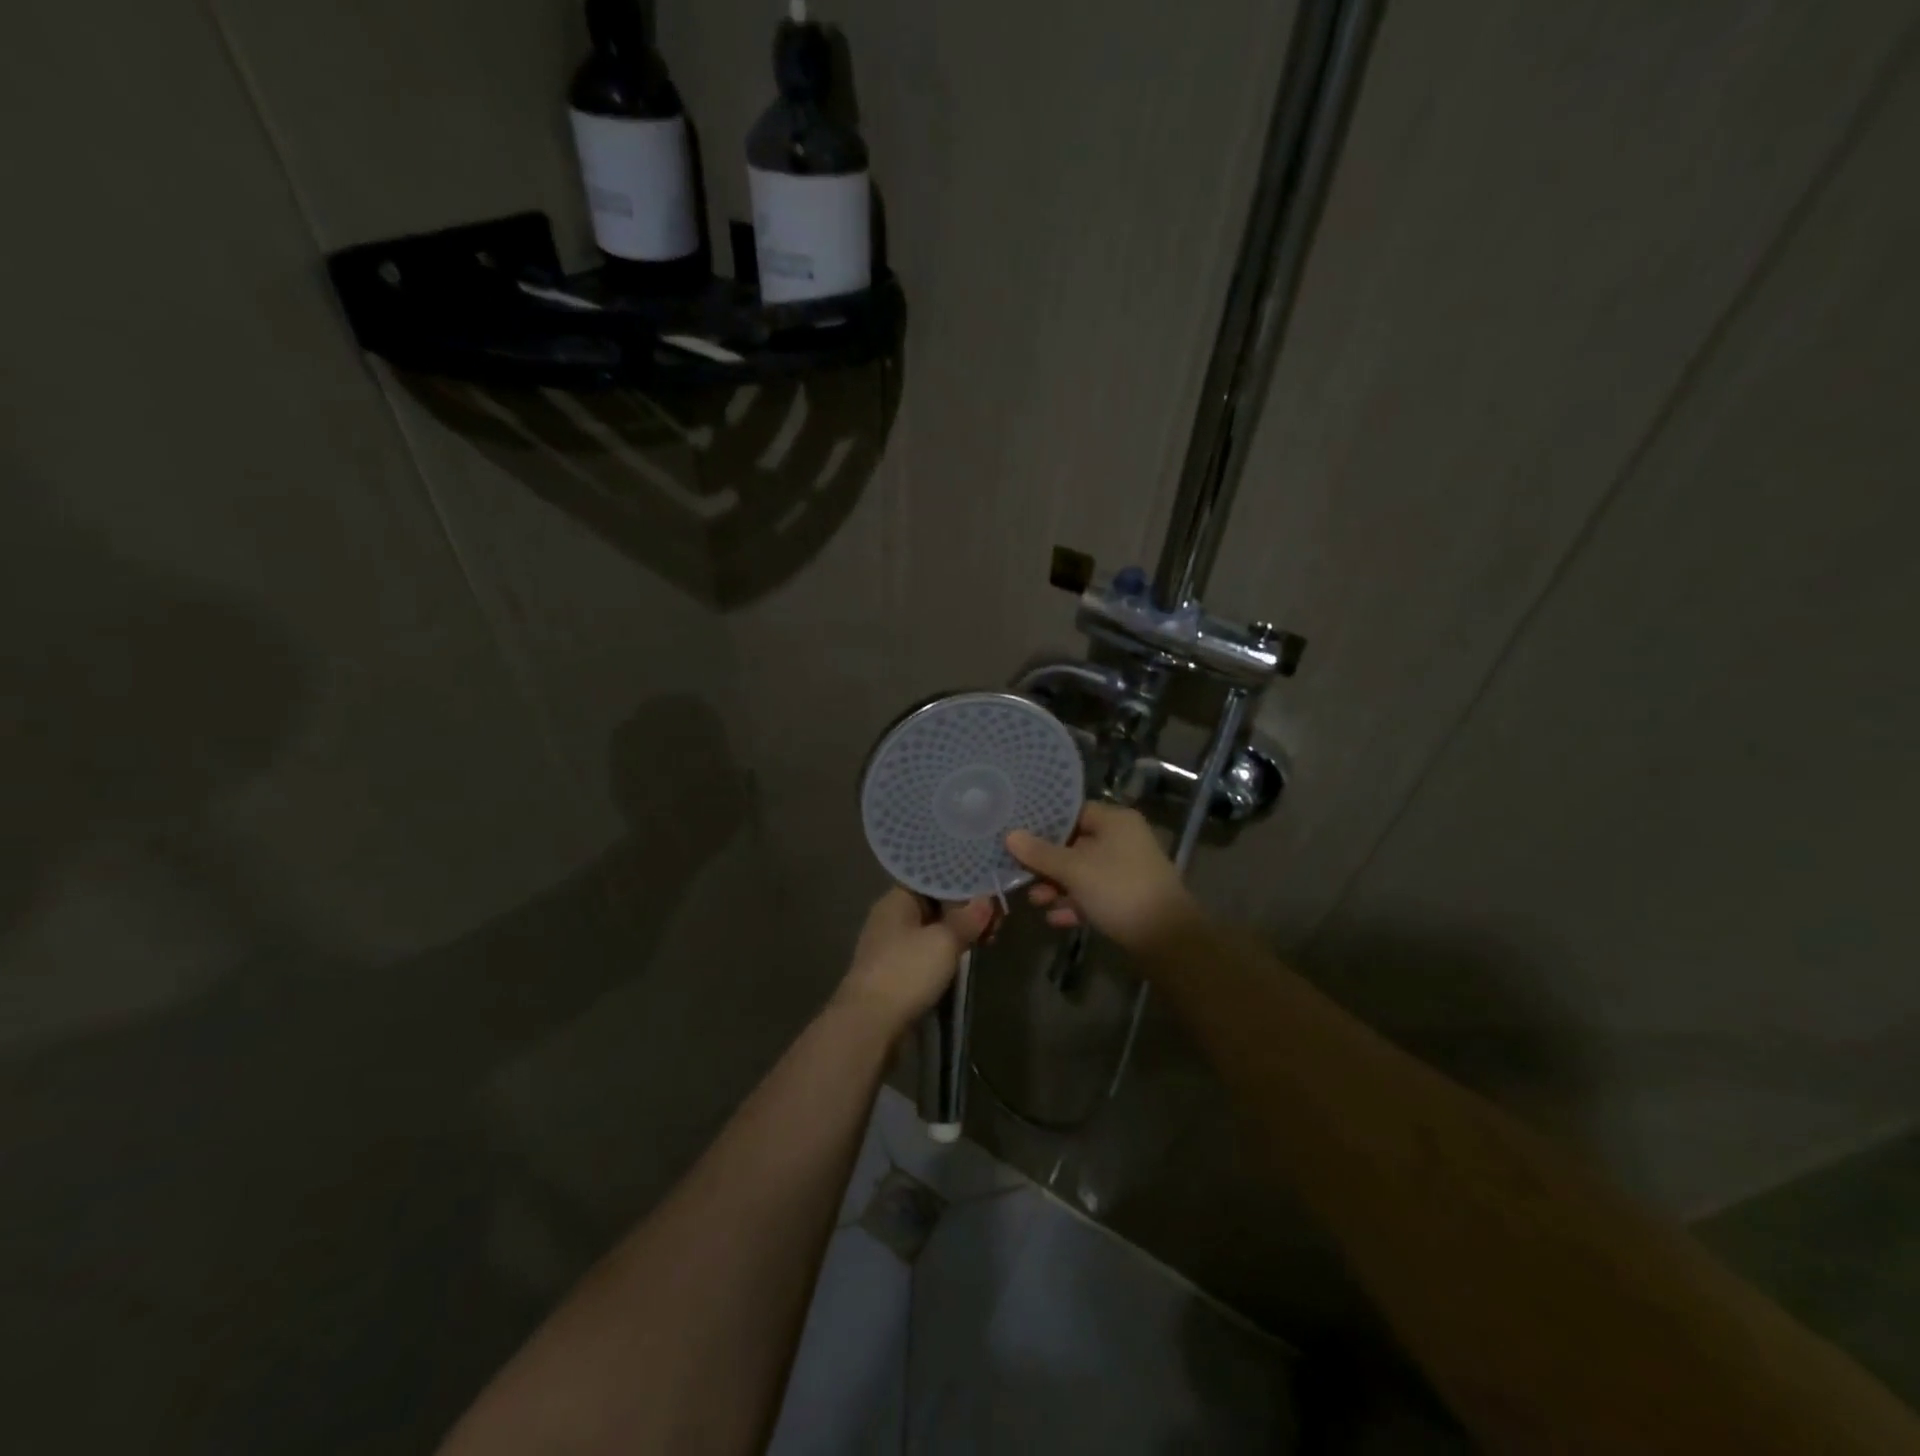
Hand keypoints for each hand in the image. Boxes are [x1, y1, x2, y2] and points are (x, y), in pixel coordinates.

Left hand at [834, 888, 993, 1033]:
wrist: (869, 1025)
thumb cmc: (906, 972)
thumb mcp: (944, 941)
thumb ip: (967, 918)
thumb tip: (986, 899)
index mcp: (897, 899)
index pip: (934, 878)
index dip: (964, 883)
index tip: (991, 894)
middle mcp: (891, 917)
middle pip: (935, 904)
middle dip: (967, 911)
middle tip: (997, 923)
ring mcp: (891, 945)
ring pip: (932, 929)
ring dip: (959, 933)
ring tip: (988, 941)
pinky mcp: (895, 971)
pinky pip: (926, 951)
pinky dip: (947, 952)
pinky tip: (965, 959)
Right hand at [1005, 803, 1196, 953]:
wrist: (1167, 939)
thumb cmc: (1119, 890)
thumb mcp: (1074, 870)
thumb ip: (1040, 853)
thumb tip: (1010, 835)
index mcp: (1115, 821)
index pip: (1073, 812)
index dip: (1044, 824)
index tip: (1018, 836)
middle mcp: (1123, 840)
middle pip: (1075, 844)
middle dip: (1047, 863)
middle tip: (1021, 875)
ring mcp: (1127, 870)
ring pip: (1083, 872)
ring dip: (1058, 886)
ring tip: (1036, 902)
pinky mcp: (1128, 898)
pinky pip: (1094, 894)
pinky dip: (1075, 903)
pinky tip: (1055, 919)